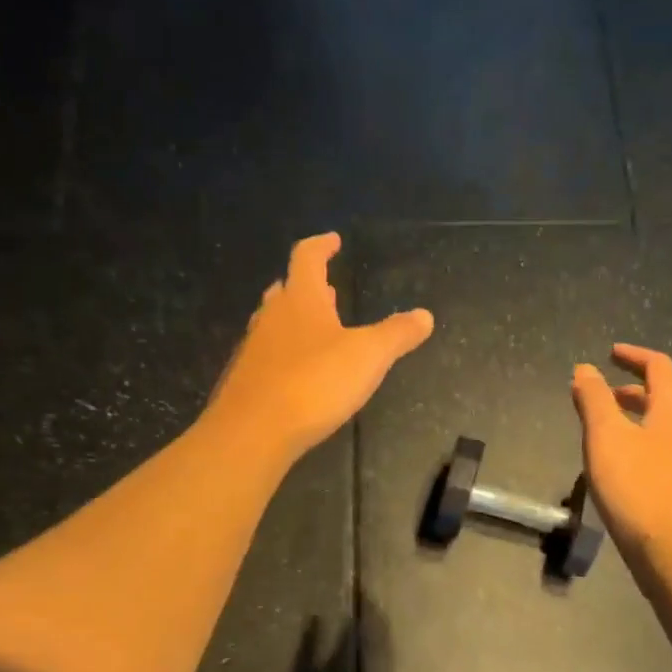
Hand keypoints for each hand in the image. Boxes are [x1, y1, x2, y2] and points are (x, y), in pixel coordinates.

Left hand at [205, 233, 433, 464]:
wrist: (253, 431)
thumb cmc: (314, 383)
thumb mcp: (368, 356)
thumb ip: (397, 334)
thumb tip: (425, 315)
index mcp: (300, 299)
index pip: (307, 257)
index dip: (321, 246)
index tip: (333, 241)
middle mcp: (271, 316)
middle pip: (287, 290)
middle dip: (308, 287)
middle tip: (328, 290)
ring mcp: (254, 349)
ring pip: (275, 323)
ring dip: (295, 320)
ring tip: (317, 330)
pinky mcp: (246, 380)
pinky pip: (268, 355)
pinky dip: (286, 354)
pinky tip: (299, 374)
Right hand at [572, 345, 671, 572]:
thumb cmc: (638, 491)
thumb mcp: (606, 439)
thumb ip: (594, 400)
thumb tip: (585, 368)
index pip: (659, 367)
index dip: (633, 356)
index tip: (610, 353)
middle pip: (665, 398)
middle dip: (632, 390)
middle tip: (602, 395)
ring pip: (666, 428)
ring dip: (638, 420)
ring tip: (608, 433)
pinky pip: (669, 454)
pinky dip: (645, 445)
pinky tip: (626, 470)